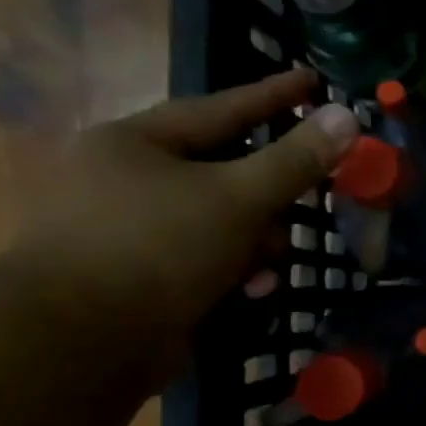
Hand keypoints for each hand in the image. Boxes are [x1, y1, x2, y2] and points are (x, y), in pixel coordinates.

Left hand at [9, 68, 359, 367]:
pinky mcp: (138, 275)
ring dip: (256, 242)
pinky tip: (249, 290)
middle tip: (309, 200)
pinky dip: (233, 270)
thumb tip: (348, 116)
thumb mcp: (238, 198)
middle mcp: (126, 179)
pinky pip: (205, 257)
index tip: (315, 79)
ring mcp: (129, 229)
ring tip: (268, 266)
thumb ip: (297, 160)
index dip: (275, 95)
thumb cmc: (156, 249)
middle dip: (270, 196)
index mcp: (135, 143)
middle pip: (226, 170)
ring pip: (221, 219)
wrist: (77, 345)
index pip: (222, 108)